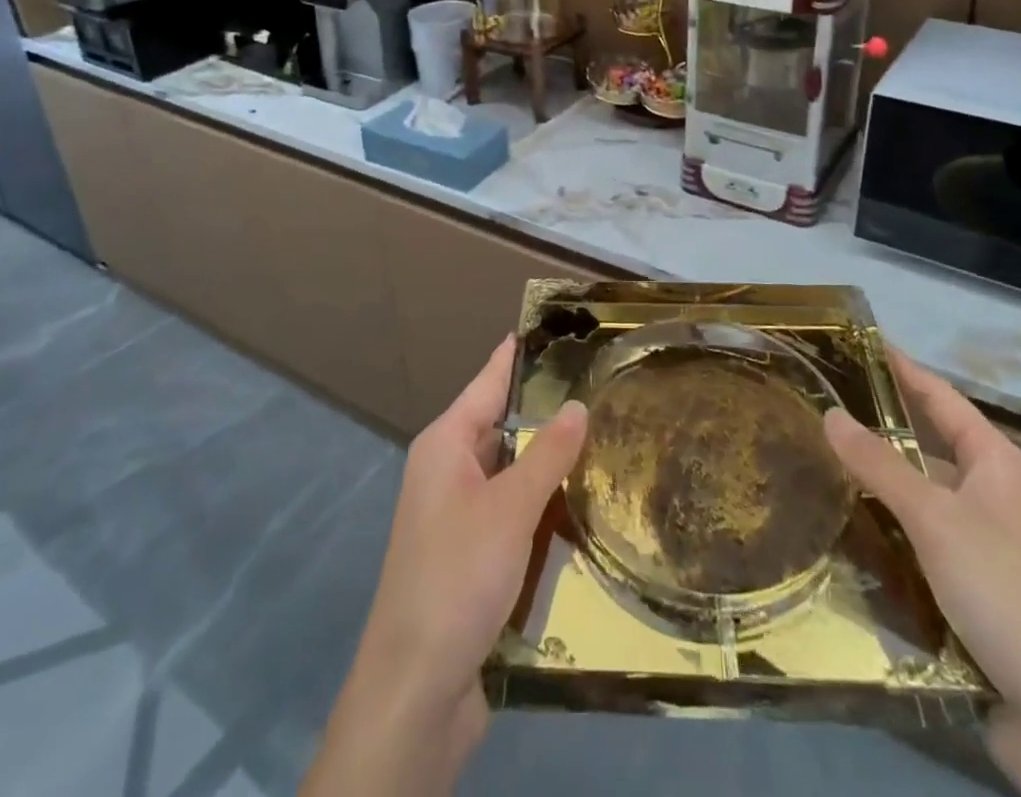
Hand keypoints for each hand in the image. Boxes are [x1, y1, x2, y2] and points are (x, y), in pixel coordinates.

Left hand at [302, 336, 587, 796]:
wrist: (415, 691)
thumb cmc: (457, 579)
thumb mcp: (509, 510)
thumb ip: (547, 456)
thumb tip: (577, 405)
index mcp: (445, 446)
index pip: (488, 383)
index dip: (516, 356)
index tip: (547, 328)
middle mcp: (447, 472)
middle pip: (502, 428)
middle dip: (545, 413)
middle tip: (600, 387)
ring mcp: (457, 518)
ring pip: (511, 475)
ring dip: (548, 466)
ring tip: (604, 439)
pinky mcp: (471, 558)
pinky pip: (512, 516)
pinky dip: (541, 509)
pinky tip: (581, 507)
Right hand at [823, 347, 1020, 796]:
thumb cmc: (1009, 594)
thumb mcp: (936, 519)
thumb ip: (880, 465)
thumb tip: (830, 413)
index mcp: (995, 464)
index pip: (940, 397)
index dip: (901, 369)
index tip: (857, 344)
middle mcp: (992, 498)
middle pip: (924, 452)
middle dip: (873, 437)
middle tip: (812, 417)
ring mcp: (985, 550)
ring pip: (917, 507)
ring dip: (874, 496)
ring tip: (810, 476)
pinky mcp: (974, 598)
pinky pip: (919, 553)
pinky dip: (885, 545)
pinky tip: (842, 543)